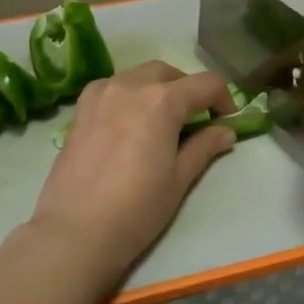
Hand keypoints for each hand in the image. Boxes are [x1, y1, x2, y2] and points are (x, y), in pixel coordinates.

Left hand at [28, 62, 239, 283]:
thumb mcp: (179, 179)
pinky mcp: (79, 110)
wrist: (76, 230)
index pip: (205, 84)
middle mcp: (130, 85)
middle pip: (168, 73)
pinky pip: (111, 88)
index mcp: (162, 100)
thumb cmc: (137, 208)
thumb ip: (204, 147)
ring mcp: (100, 94)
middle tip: (196, 119)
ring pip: (137, 76)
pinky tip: (129, 123)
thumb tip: (225, 131)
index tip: (227, 120)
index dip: (223, 98)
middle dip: (188, 89)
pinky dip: (128, 95)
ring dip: (157, 88)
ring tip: (162, 120)